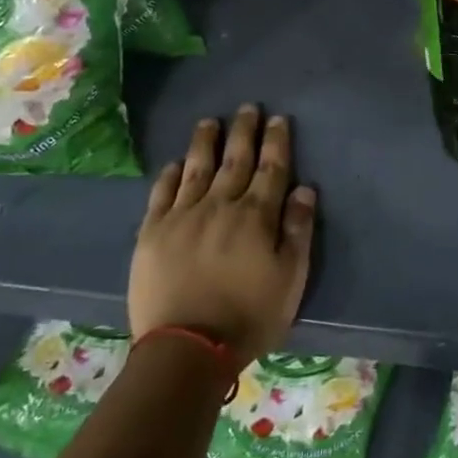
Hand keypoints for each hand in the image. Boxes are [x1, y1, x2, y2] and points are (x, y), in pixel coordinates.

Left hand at [128, 105, 317, 358]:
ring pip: (197, 169)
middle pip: (235, 161)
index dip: (276, 142)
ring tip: (210, 122)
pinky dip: (171, 174)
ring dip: (205, 143)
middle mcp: (220, 205)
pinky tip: (176, 162)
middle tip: (247, 108)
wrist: (187, 348)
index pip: (271, 169)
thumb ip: (298, 230)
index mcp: (257, 216)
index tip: (277, 119)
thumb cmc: (250, 316)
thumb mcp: (291, 278)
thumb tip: (305, 190)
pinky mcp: (153, 233)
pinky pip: (162, 194)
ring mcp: (183, 217)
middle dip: (243, 132)